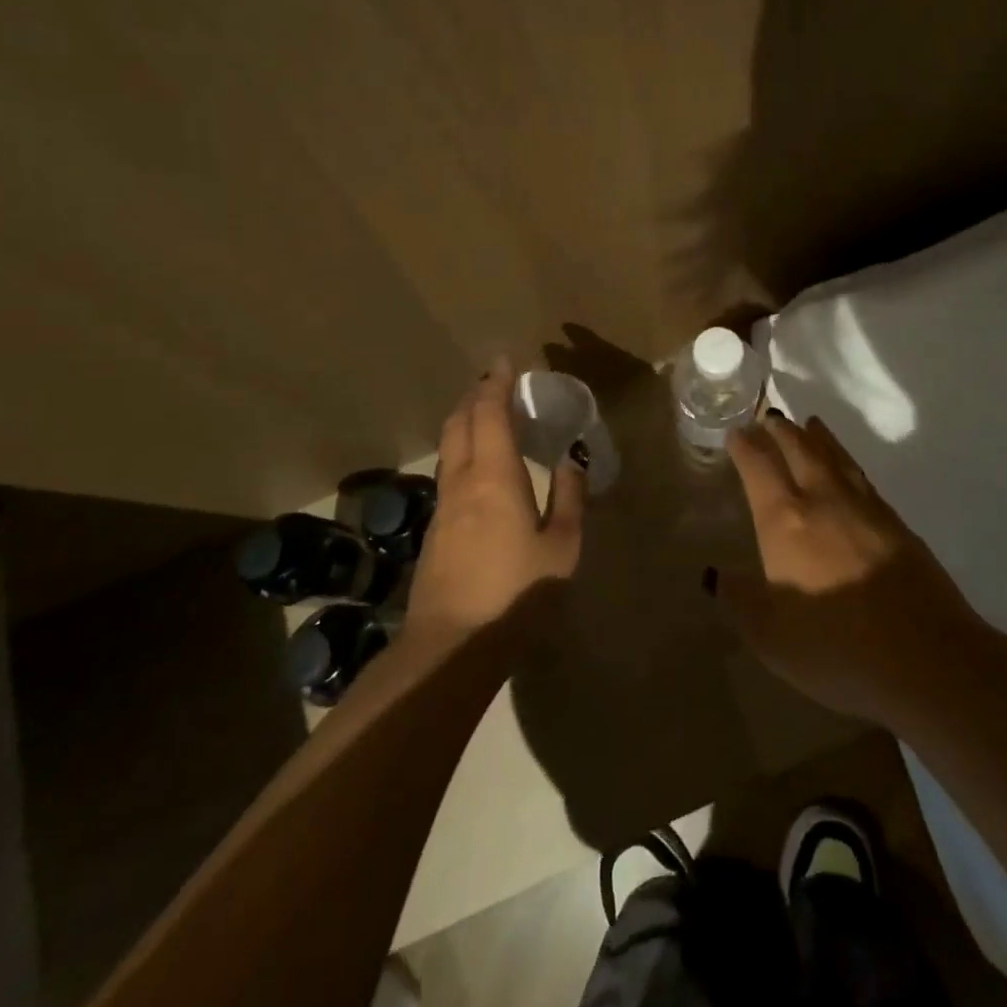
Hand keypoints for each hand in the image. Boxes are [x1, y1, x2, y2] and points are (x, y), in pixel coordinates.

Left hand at [405, 360, 584, 648]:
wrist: (453, 645)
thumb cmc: (517, 593)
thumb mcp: (561, 547)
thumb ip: (569, 498)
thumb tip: (571, 460)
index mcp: (494, 476)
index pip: (489, 414)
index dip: (495, 384)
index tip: (505, 362)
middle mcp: (461, 480)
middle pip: (459, 423)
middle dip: (475, 396)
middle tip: (495, 382)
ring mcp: (443, 505)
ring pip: (448, 446)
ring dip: (465, 421)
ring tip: (487, 415)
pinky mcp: (436, 528)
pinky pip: (449, 470)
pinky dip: (462, 449)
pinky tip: (479, 465)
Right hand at [720, 413, 977, 724]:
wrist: (927, 658)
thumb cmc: (835, 647)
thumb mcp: (769, 635)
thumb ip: (739, 600)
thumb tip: (714, 574)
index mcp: (785, 520)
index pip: (759, 468)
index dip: (745, 446)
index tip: (737, 432)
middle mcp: (824, 501)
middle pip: (800, 450)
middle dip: (781, 430)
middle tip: (770, 416)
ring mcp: (866, 509)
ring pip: (836, 458)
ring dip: (818, 437)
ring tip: (810, 424)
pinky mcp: (899, 526)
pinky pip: (863, 478)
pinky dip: (848, 462)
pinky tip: (849, 471)